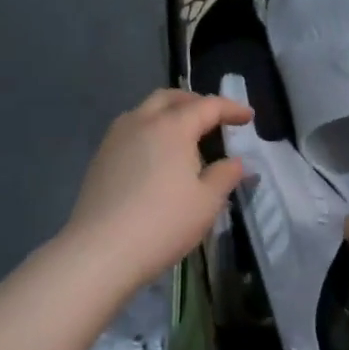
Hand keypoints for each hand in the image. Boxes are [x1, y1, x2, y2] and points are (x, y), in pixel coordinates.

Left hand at [63, 89, 251, 294]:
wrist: (101, 250)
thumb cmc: (163, 223)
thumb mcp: (207, 202)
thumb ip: (225, 175)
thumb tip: (236, 162)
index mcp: (172, 126)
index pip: (207, 106)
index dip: (230, 108)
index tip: (248, 116)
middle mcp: (141, 122)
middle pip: (170, 98)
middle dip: (195, 102)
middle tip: (214, 117)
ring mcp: (116, 138)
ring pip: (145, 111)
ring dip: (168, 113)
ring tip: (185, 135)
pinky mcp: (100, 158)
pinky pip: (130, 130)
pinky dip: (150, 131)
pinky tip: (156, 156)